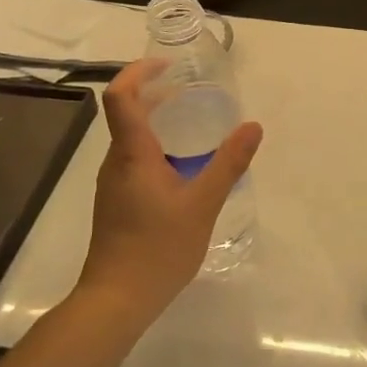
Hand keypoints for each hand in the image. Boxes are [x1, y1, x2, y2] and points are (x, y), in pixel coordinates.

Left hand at [75, 59, 263, 324]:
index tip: (168, 65)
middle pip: (126, 113)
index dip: (138, 72)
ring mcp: (114, 184)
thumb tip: (252, 126)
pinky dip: (157, 147)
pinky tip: (184, 166)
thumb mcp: (203, 204)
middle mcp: (116, 162)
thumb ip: (228, 163)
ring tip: (194, 124)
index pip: (120, 97)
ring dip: (158, 121)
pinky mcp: (117, 202)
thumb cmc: (157, 249)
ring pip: (131, 139)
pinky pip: (135, 160)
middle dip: (156, 94)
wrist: (116, 301)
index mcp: (132, 154)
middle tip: (192, 90)